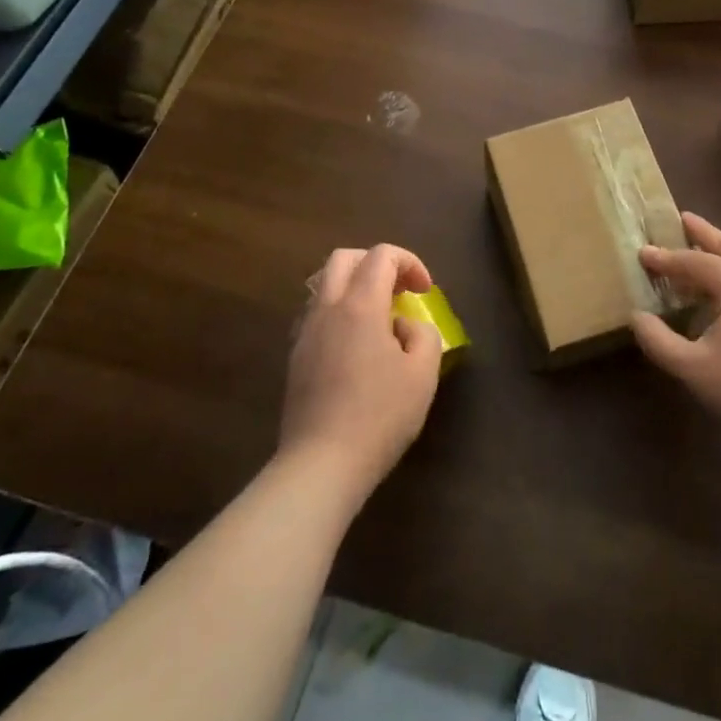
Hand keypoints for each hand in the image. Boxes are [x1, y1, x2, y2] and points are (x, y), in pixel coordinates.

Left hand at [280, 244, 442, 505]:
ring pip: (325, 285)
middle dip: (376, 263)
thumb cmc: (379, 416)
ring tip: (378, 318)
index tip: (424, 291)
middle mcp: (327, 309)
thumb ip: (423, 334)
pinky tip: (355, 347)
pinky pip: (316, 315)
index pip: (381, 255)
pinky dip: (339, 313)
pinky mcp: (296, 359)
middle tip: (399, 290)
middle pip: (344, 258)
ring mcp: (305, 333)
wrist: (320, 466)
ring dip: (354, 287)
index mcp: (360, 305)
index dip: (409, 262)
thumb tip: (404, 326)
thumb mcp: (422, 374)